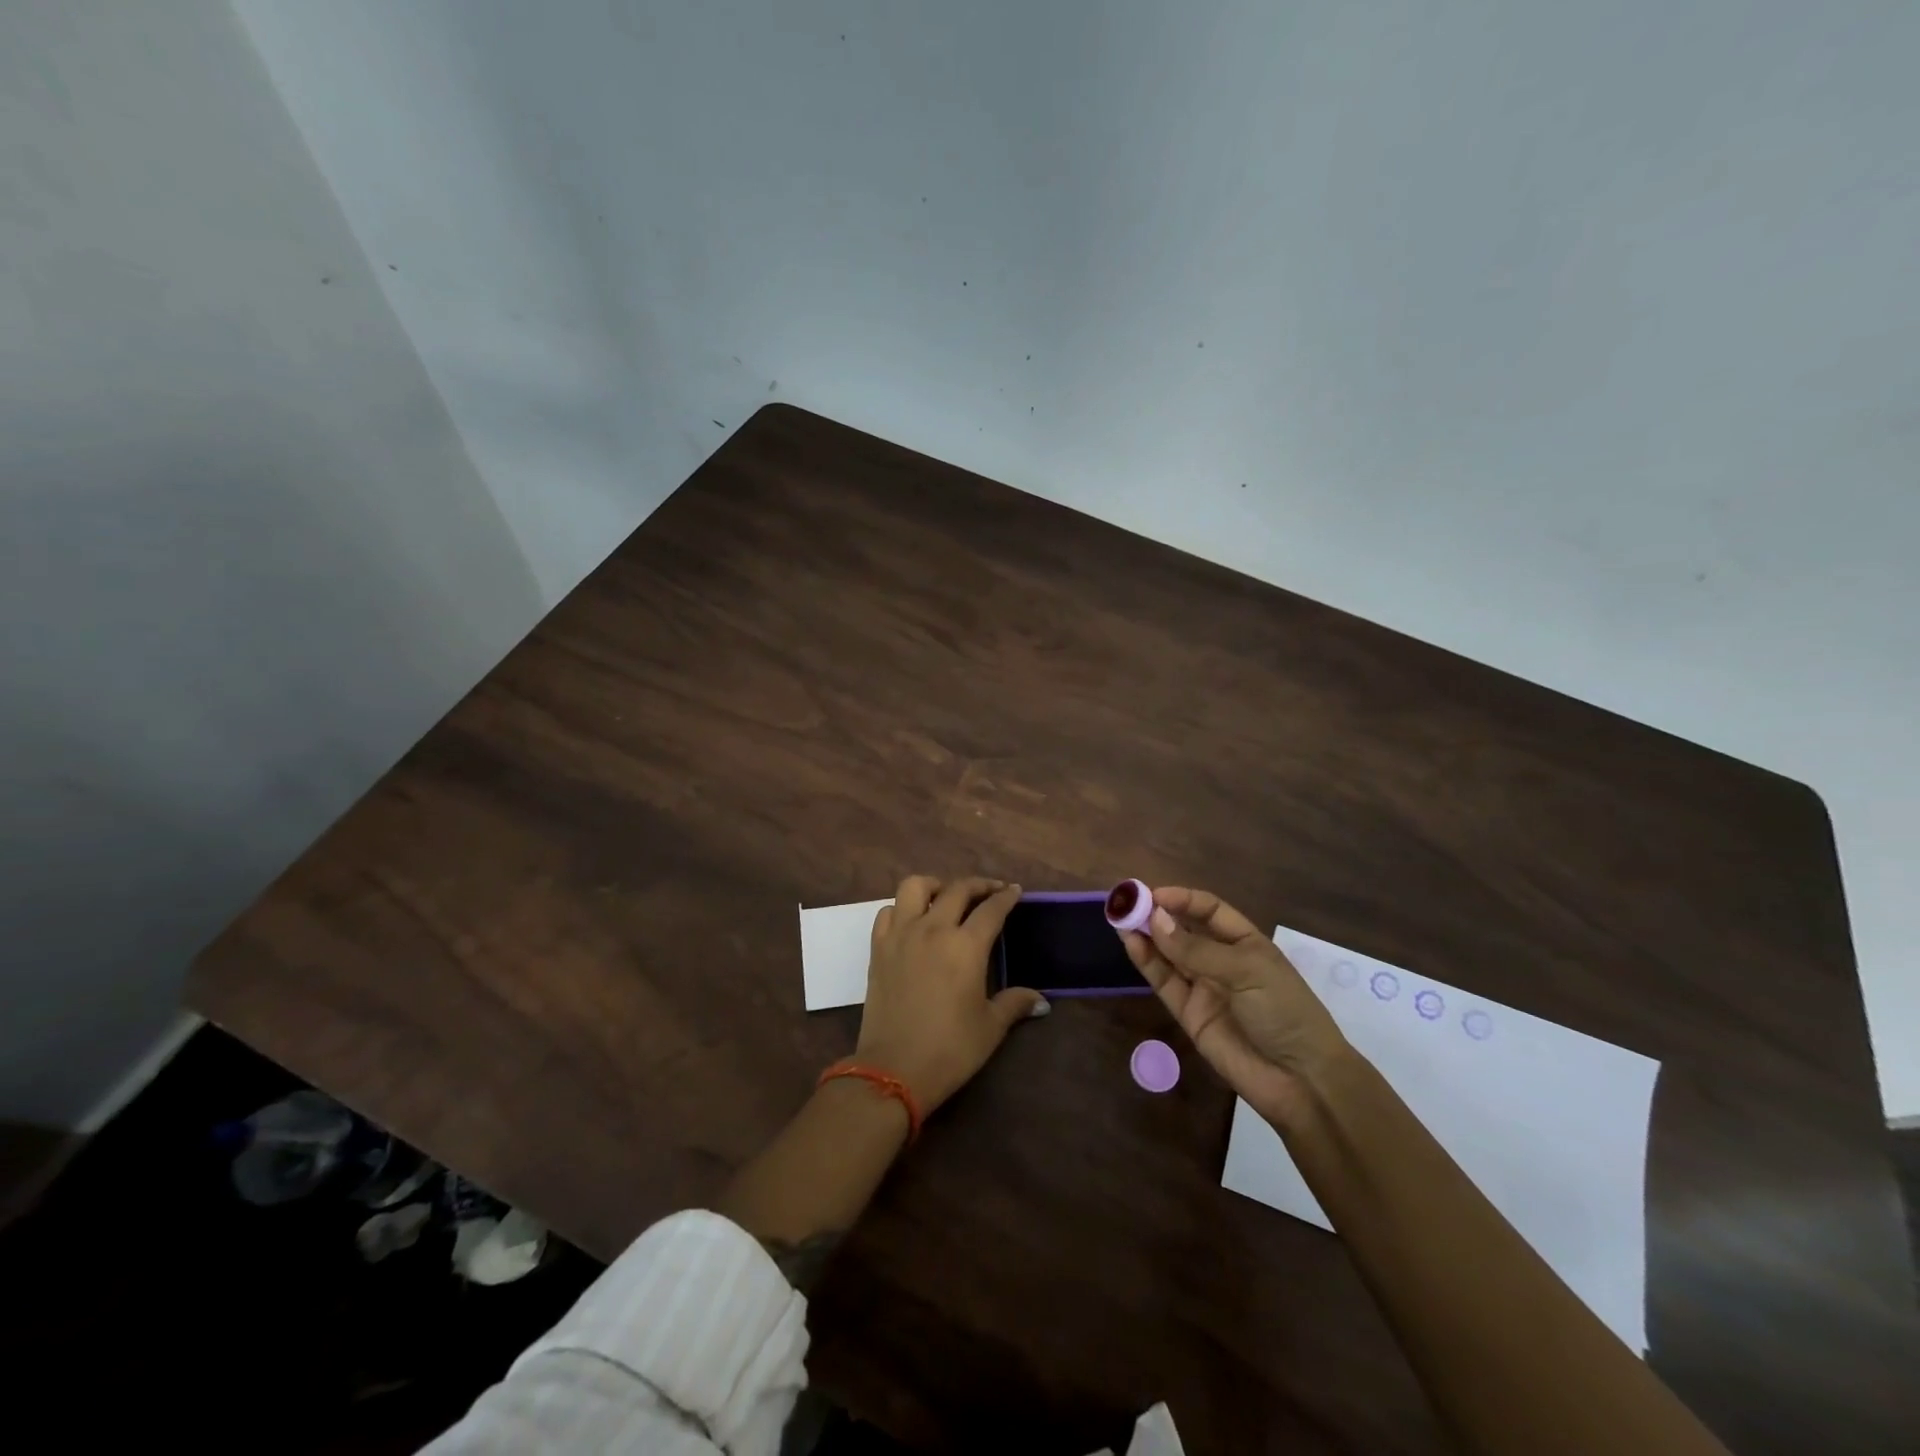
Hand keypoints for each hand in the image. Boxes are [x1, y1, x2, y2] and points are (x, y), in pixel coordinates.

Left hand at [856, 875, 1047, 1113]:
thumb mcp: (990, 1027)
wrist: (893, 1069)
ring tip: (946, 898)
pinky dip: (902, 908)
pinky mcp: (878, 948)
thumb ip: (1015, 1004)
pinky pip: (887, 912)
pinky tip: (913, 922)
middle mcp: (933, 929)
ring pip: (915, 887)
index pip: (991, 909)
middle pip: (957, 889)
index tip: (1014, 891)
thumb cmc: (950, 1049)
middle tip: (990, 892)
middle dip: (978, 885)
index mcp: (965, 946)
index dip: (1006, 897)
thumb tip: (1041, 1001)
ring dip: (935, 886)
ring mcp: (901, 935)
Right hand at [1118, 886, 1351, 1126]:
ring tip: (1120, 919)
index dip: (1182, 899)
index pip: (1210, 910)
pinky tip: (1131, 944)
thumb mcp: (1247, 971)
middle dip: (1158, 915)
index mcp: (1246, 943)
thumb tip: (1155, 920)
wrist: (1301, 1080)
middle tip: (1127, 903)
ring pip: (1169, 955)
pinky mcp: (1189, 1014)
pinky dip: (1147, 962)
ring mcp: (1204, 988)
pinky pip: (1164, 982)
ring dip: (1146, 936)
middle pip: (1184, 930)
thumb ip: (1197, 949)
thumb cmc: (1285, 1011)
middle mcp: (1222, 961)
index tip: (1153, 894)